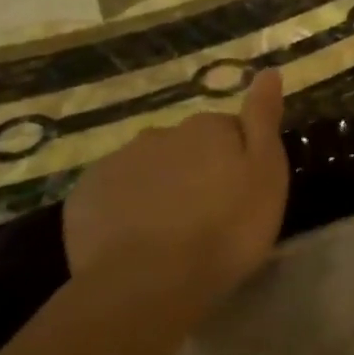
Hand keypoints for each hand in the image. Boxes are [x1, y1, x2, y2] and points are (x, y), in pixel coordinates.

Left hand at [63, 70, 288, 306]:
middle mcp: (161, 133)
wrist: (150, 283)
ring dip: (160, 187)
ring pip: (148, 168)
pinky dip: (124, 208)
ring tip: (170, 232)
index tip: (240, 192)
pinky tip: (134, 240)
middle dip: (195, 171)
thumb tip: (268, 71)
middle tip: (207, 215)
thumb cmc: (227, 228)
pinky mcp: (85, 196)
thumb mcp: (266, 172)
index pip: (227, 130)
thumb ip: (264, 119)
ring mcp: (118, 162)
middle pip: (185, 147)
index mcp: (208, 127)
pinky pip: (112, 194)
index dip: (236, 159)